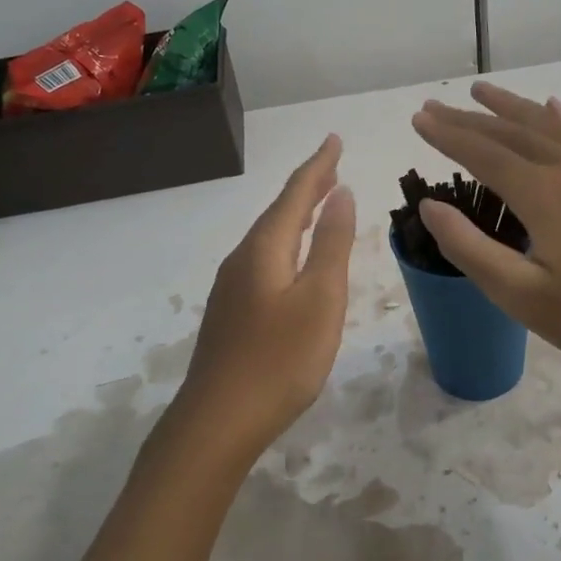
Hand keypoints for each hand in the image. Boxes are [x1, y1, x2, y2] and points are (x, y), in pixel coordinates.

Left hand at [173, 135, 356, 458]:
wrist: (218, 421)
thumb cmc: (280, 358)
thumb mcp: (320, 298)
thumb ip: (332, 244)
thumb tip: (341, 194)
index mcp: (265, 249)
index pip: (296, 194)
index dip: (318, 166)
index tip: (335, 139)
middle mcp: (243, 259)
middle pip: (279, 212)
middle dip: (308, 187)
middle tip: (332, 165)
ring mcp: (232, 288)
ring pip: (270, 237)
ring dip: (297, 216)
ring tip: (320, 203)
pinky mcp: (232, 313)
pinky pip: (264, 260)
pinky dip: (286, 244)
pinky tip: (293, 259)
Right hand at [411, 83, 560, 382]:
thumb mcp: (522, 295)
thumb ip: (471, 248)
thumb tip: (430, 207)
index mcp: (541, 194)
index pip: (482, 153)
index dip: (446, 136)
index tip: (418, 119)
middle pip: (510, 133)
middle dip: (468, 119)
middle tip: (435, 106)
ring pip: (546, 126)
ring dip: (510, 108)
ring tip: (481, 91)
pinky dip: (558, 119)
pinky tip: (553, 108)